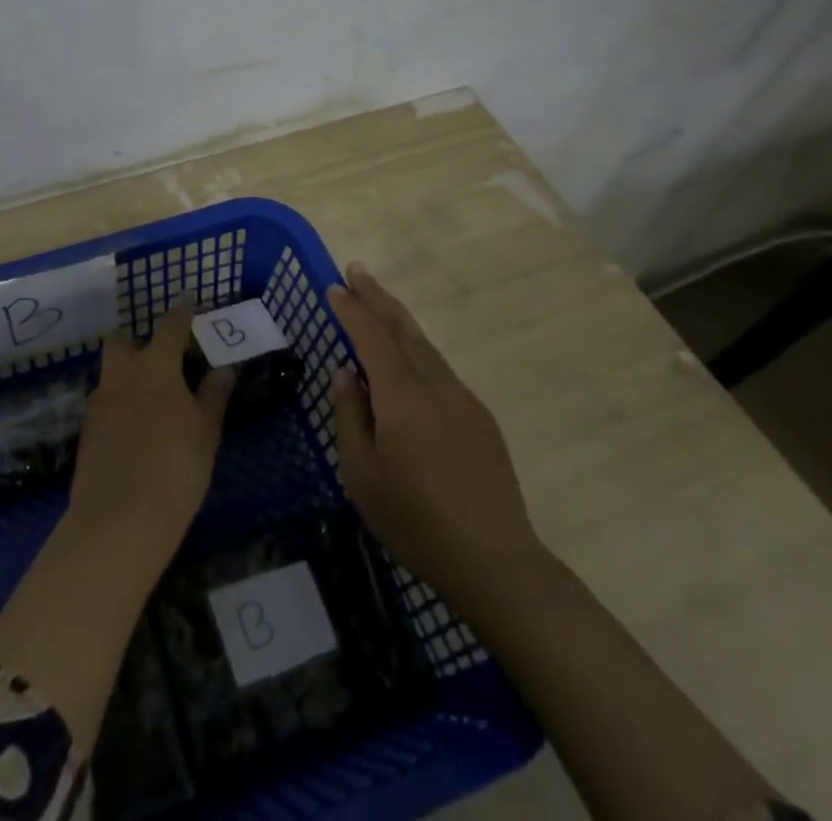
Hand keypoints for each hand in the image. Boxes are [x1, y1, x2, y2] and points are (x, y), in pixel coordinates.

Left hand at [67, 304, 234, 563]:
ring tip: (149, 397)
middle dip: (137, 341)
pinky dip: (118, 403)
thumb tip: (223, 369)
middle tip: (160, 358)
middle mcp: (122, 375)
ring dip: (126, 373)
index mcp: (156, 368)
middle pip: (121, 341)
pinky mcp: (86, 429)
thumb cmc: (175, 469)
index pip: (170, 327)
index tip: (189, 303)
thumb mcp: (206, 433)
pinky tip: (133, 427)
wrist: (119, 519)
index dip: (182, 312)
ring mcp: (99, 401)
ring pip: (110, 372)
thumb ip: (213, 396)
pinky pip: (104, 401)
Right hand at [328, 262, 543, 595]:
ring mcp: (463, 399)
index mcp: (402, 397)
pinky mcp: (480, 418)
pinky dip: (417, 349)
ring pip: (425, 346)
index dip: (352, 309)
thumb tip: (346, 373)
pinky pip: (440, 369)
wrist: (496, 561)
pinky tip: (408, 358)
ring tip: (377, 300)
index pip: (372, 338)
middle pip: (402, 329)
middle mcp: (435, 386)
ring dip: (398, 318)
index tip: (335, 286)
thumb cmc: (416, 521)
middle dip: (377, 297)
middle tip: (356, 269)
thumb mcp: (363, 475)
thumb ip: (350, 416)